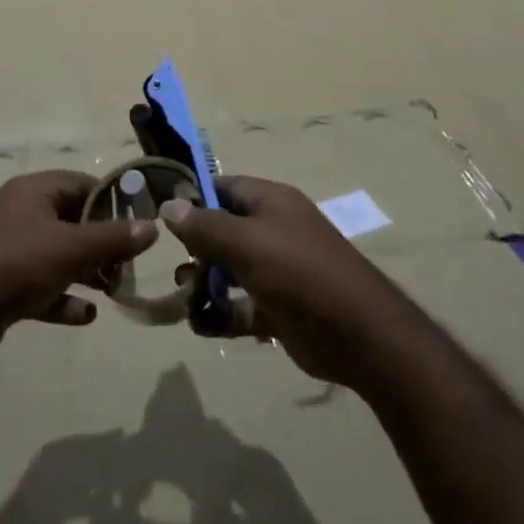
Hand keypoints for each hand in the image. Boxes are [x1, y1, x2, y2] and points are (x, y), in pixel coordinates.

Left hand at [0, 170, 156, 370]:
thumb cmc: (14, 265)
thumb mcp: (69, 248)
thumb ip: (112, 238)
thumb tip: (153, 226)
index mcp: (35, 191)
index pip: (83, 184)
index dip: (113, 201)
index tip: (140, 223)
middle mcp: (23, 214)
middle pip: (74, 220)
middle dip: (103, 242)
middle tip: (130, 264)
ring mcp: (13, 250)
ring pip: (61, 255)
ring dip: (88, 271)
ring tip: (116, 290)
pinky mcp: (6, 286)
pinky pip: (45, 287)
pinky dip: (65, 299)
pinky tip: (87, 316)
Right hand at [159, 176, 420, 392]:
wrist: (360, 335)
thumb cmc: (300, 273)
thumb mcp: (247, 243)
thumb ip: (205, 226)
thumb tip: (169, 204)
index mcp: (270, 202)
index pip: (224, 188)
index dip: (194, 197)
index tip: (163, 215)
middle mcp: (273, 230)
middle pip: (224, 230)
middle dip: (196, 249)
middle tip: (175, 270)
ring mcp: (278, 270)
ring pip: (230, 270)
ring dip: (205, 284)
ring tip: (184, 301)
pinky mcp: (280, 308)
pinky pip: (242, 305)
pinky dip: (221, 314)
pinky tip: (200, 325)